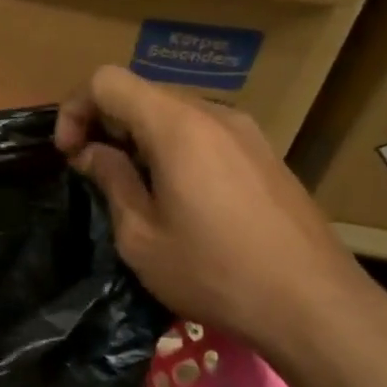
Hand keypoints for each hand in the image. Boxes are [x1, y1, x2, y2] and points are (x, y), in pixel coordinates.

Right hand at [55, 66, 381, 366]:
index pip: (107, 81)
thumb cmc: (215, 272)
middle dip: (105, 124)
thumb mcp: (141, 236)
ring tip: (135, 189)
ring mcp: (245, 131)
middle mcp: (212, 114)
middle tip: (94, 174)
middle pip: (140, 92)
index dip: (76, 110)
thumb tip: (91, 152)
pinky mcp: (264, 154)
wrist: (315, 305)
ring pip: (172, 112)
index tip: (70, 156)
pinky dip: (173, 148)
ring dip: (139, 137)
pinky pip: (203, 132)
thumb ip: (111, 181)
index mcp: (176, 126)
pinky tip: (179, 197)